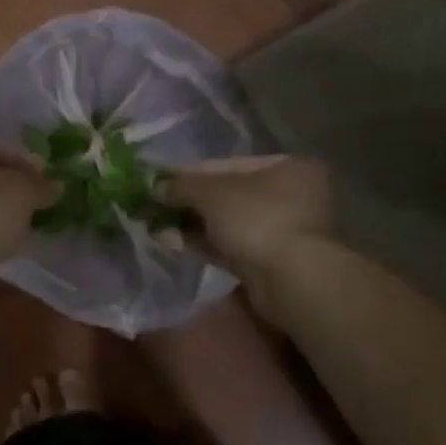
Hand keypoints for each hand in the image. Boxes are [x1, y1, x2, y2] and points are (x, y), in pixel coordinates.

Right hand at [160, 155, 331, 274]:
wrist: (290, 280)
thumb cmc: (256, 219)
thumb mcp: (210, 192)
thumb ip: (180, 185)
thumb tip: (155, 187)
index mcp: (286, 168)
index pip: (228, 164)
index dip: (189, 172)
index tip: (160, 180)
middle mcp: (290, 196)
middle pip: (227, 194)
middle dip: (188, 201)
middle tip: (155, 205)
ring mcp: (281, 231)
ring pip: (226, 222)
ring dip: (191, 224)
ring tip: (155, 225)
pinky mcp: (269, 262)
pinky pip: (229, 246)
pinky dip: (202, 243)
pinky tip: (171, 243)